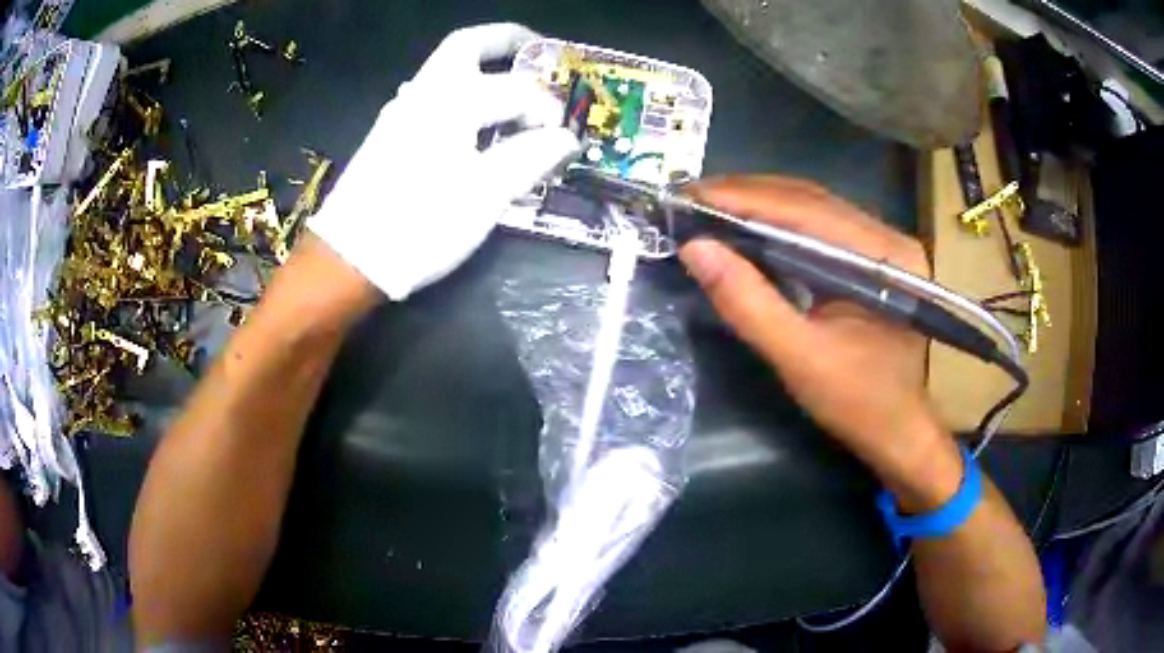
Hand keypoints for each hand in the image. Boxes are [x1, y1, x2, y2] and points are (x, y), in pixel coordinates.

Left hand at [309, 23, 577, 300]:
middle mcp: (424, 93)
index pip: (516, 90)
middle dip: (506, 42)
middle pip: (467, 45)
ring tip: (514, 91)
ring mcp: (401, 112)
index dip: (547, 109)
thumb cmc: (421, 224)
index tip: (563, 137)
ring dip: (483, 68)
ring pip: (446, 70)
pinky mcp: (389, 134)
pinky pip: (433, 96)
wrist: (351, 258)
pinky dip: (462, 94)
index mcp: (452, 101)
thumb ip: (529, 157)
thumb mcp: (486, 194)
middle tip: (537, 53)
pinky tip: (475, 123)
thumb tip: (565, 138)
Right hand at [680, 176, 949, 485]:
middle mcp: (887, 237)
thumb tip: (695, 249)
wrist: (897, 430)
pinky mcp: (871, 257)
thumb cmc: (857, 402)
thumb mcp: (798, 358)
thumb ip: (748, 303)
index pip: (806, 210)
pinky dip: (778, 221)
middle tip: (692, 198)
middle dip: (747, 194)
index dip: (743, 199)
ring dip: (759, 203)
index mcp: (883, 257)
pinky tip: (747, 226)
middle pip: (810, 198)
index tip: (690, 196)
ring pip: (813, 206)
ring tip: (710, 206)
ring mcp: (882, 244)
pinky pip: (819, 226)